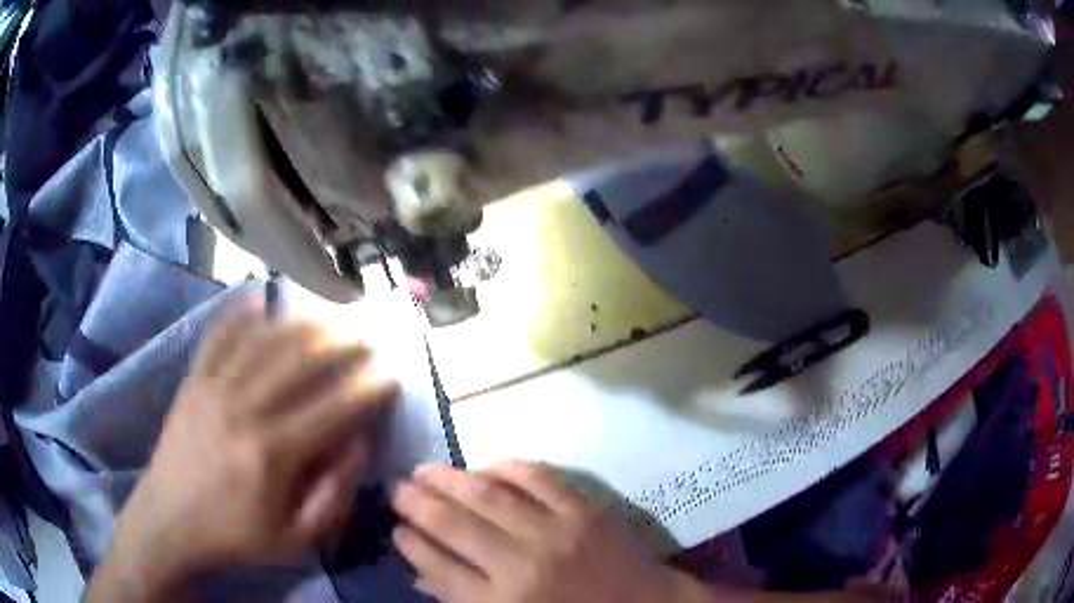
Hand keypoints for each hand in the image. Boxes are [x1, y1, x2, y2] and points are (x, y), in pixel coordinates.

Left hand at [87, 298, 397, 600]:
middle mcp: (245, 410)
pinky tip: (259, 298)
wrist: (169, 521)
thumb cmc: (235, 536)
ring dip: (299, 323)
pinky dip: (239, 315)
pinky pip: (218, 337)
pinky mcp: (193, 381)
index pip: (332, 409)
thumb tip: (358, 446)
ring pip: (262, 341)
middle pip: (299, 362)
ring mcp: (214, 389)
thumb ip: (332, 497)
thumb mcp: (294, 540)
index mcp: (273, 454)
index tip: (389, 375)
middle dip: (339, 343)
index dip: (366, 389)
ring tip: (327, 313)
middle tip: (364, 335)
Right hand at [390, 462, 709, 602]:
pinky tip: (485, 465)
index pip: (440, 567)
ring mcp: (556, 533)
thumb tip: (420, 574)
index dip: (411, 543)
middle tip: (396, 488)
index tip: (395, 527)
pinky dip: (507, 467)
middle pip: (454, 525)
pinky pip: (539, 478)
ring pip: (488, 495)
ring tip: (424, 469)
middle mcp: (522, 566)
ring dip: (450, 478)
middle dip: (417, 503)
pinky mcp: (585, 511)